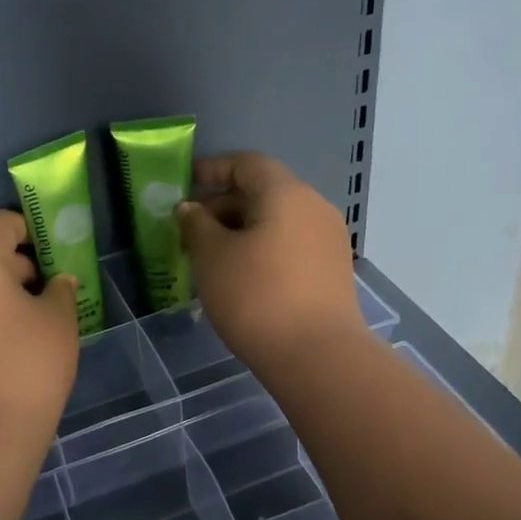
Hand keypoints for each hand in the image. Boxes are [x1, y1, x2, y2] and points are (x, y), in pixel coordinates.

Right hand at [175, 153, 363, 367]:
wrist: (317, 356)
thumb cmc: (256, 296)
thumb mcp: (211, 257)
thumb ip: (196, 224)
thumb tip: (191, 208)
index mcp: (286, 193)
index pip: (247, 164)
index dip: (213, 169)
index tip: (186, 183)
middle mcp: (314, 207)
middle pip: (264, 192)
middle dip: (224, 205)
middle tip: (191, 230)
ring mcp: (329, 240)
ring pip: (278, 222)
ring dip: (243, 231)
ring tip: (212, 257)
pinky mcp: (334, 271)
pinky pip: (292, 245)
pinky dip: (264, 249)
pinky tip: (242, 277)